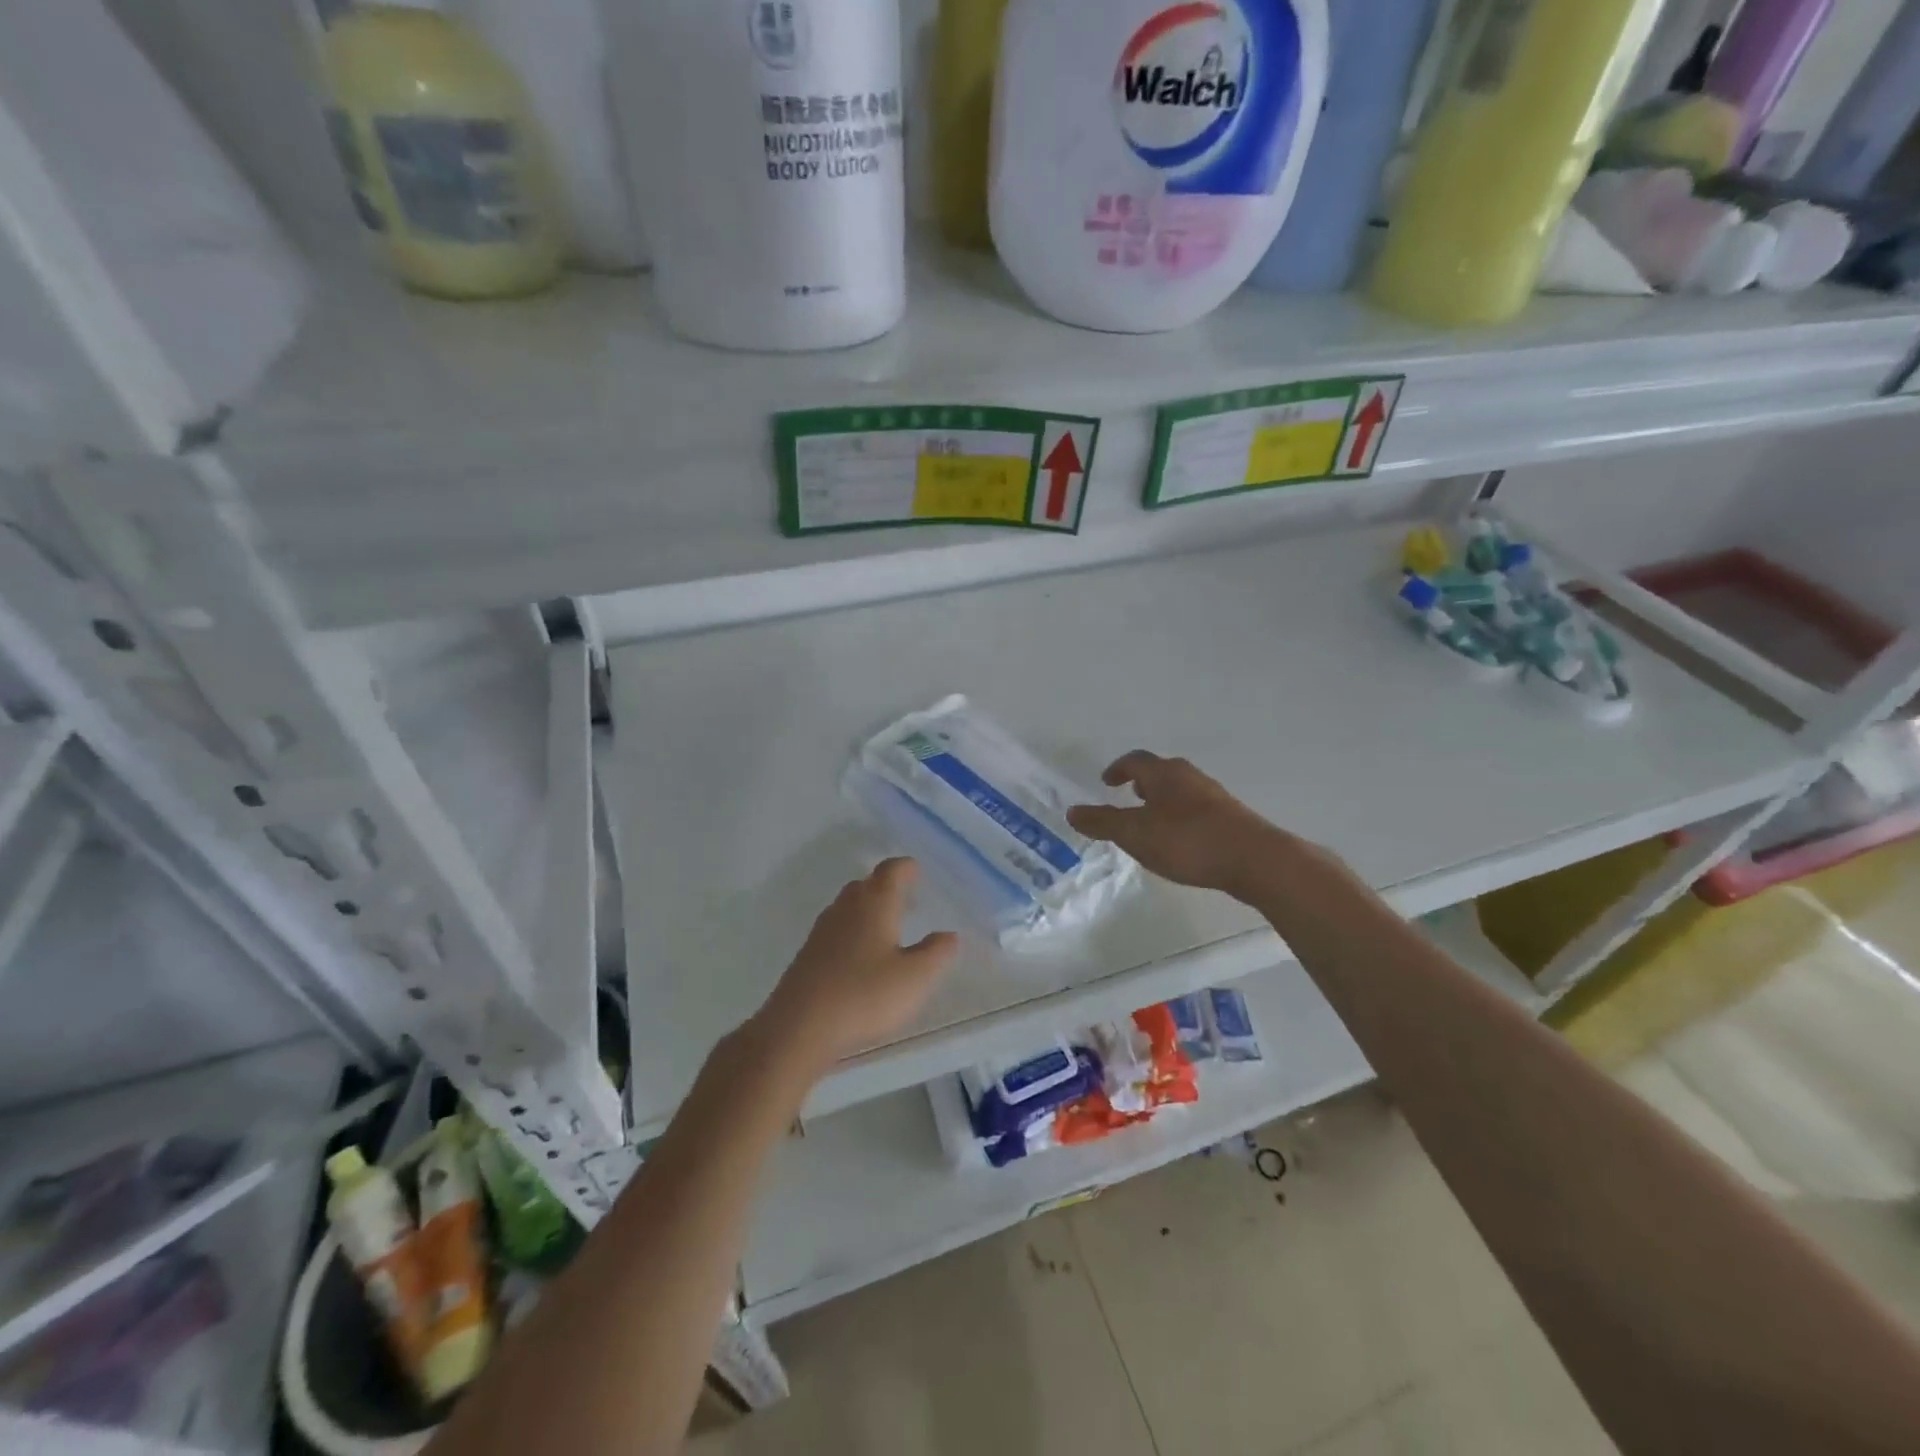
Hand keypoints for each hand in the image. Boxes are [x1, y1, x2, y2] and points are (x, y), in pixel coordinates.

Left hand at [755, 858, 959, 1074]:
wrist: (799, 1027)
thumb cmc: (865, 995)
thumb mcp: (915, 978)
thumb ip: (936, 953)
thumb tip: (948, 934)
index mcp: (875, 904)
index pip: (891, 871)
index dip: (905, 867)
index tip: (916, 870)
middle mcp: (846, 908)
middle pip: (866, 884)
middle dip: (885, 886)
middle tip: (905, 898)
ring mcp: (822, 931)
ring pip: (848, 907)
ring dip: (867, 909)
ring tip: (886, 926)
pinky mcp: (808, 955)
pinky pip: (835, 930)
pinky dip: (852, 932)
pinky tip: (860, 956)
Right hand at [1067, 751, 1295, 901]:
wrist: (1253, 859)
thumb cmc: (1187, 840)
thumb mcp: (1135, 834)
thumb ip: (1103, 822)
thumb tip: (1072, 811)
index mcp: (1163, 773)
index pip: (1134, 760)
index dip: (1118, 769)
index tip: (1106, 781)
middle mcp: (1189, 776)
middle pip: (1160, 771)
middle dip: (1141, 783)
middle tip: (1127, 797)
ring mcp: (1213, 796)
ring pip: (1179, 790)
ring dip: (1161, 800)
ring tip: (1150, 822)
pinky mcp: (1230, 817)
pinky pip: (1195, 809)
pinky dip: (1179, 816)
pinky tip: (1179, 840)